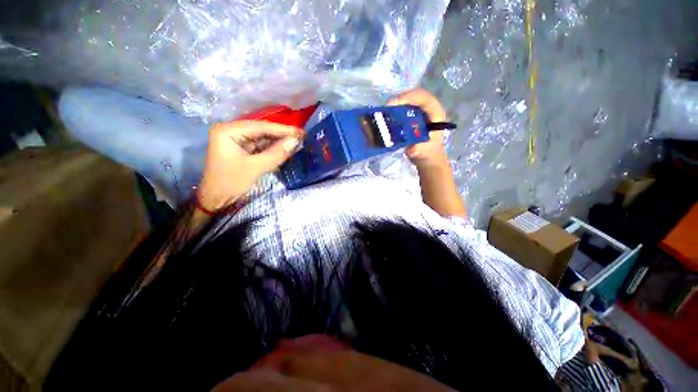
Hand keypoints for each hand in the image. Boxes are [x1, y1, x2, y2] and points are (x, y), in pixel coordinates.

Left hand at [198, 120, 303, 211]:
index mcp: (228, 131)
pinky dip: (273, 148)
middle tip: (302, 136)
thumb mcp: (256, 167)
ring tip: (297, 142)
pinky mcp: (242, 150)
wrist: (217, 201)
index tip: (301, 132)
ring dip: (279, 141)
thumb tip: (296, 141)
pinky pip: (261, 146)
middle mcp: (231, 131)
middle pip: (262, 130)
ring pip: (263, 138)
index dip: (282, 129)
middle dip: (281, 135)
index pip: (260, 127)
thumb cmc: (231, 183)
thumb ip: (276, 153)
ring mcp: (236, 140)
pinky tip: (286, 148)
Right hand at [387, 88, 447, 168]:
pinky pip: (404, 107)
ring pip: (408, 100)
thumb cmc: (429, 153)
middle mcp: (428, 108)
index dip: (409, 98)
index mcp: (435, 114)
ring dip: (396, 103)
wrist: (429, 158)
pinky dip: (395, 109)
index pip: (423, 98)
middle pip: (414, 95)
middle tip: (386, 108)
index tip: (394, 104)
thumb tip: (410, 147)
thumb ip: (418, 149)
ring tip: (385, 111)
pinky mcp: (413, 115)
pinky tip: (387, 116)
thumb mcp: (424, 153)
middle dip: (399, 99)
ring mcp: (420, 111)